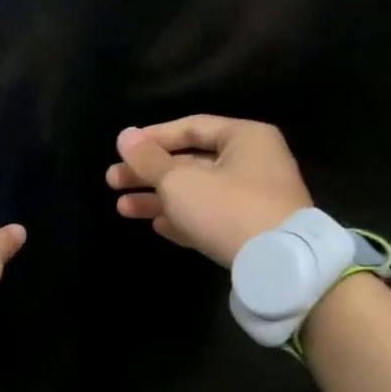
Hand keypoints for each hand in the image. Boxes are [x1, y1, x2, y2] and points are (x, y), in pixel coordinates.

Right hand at [105, 116, 312, 266]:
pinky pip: (208, 218)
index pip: (191, 127)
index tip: (122, 149)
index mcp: (244, 138)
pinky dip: (182, 219)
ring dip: (158, 199)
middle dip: (148, 173)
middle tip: (112, 181)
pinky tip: (155, 225)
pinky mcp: (249, 231)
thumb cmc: (227, 207)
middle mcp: (252, 163)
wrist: (277, 264)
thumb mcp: (179, 180)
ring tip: (122, 208)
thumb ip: (148, 159)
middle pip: (190, 162)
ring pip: (196, 193)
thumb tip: (124, 136)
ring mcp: (253, 200)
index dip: (153, 137)